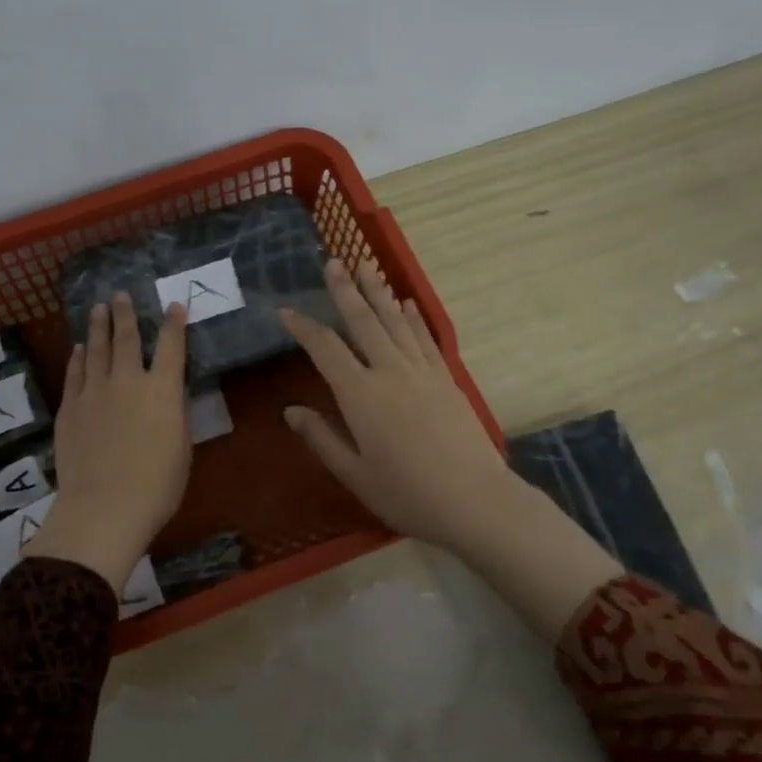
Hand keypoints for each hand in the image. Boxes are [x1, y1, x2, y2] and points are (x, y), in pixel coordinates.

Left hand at [27, 293, 190, 591]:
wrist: (105, 506)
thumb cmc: (157, 485)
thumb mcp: (182, 447)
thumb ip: (175, 415)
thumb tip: (169, 397)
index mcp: (163, 390)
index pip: (171, 346)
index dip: (174, 324)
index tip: (174, 306)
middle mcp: (128, 381)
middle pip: (126, 338)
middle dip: (125, 314)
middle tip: (120, 295)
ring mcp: (94, 392)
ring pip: (95, 349)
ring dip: (98, 327)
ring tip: (98, 308)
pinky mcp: (70, 407)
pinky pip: (74, 373)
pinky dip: (77, 358)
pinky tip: (77, 349)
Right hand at [279, 260, 524, 554]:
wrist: (475, 500)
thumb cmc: (407, 494)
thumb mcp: (355, 474)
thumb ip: (322, 438)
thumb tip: (291, 410)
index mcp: (360, 395)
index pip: (325, 350)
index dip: (303, 327)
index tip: (286, 311)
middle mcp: (390, 372)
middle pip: (363, 321)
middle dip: (345, 290)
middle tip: (333, 261)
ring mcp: (422, 371)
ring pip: (395, 322)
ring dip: (379, 292)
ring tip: (366, 265)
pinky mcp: (446, 378)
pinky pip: (425, 338)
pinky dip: (413, 318)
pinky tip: (406, 303)